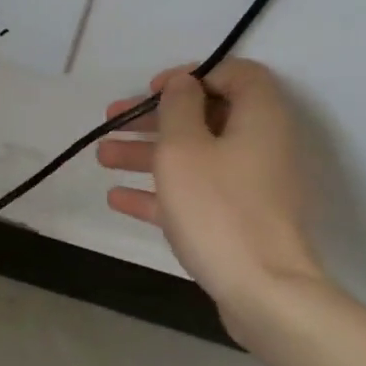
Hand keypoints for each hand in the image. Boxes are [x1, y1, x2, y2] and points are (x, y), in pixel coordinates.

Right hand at [97, 60, 323, 320]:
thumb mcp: (184, 147)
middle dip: (154, 118)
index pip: (234, 74)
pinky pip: (196, 194)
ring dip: (147, 154)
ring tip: (103, 157)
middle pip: (205, 117)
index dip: (190, 76)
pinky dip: (160, 191)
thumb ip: (179, 106)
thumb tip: (184, 83)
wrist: (263, 291)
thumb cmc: (218, 208)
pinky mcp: (239, 220)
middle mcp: (261, 145)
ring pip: (195, 157)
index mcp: (259, 117)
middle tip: (112, 120)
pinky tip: (118, 198)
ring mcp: (251, 186)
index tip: (153, 91)